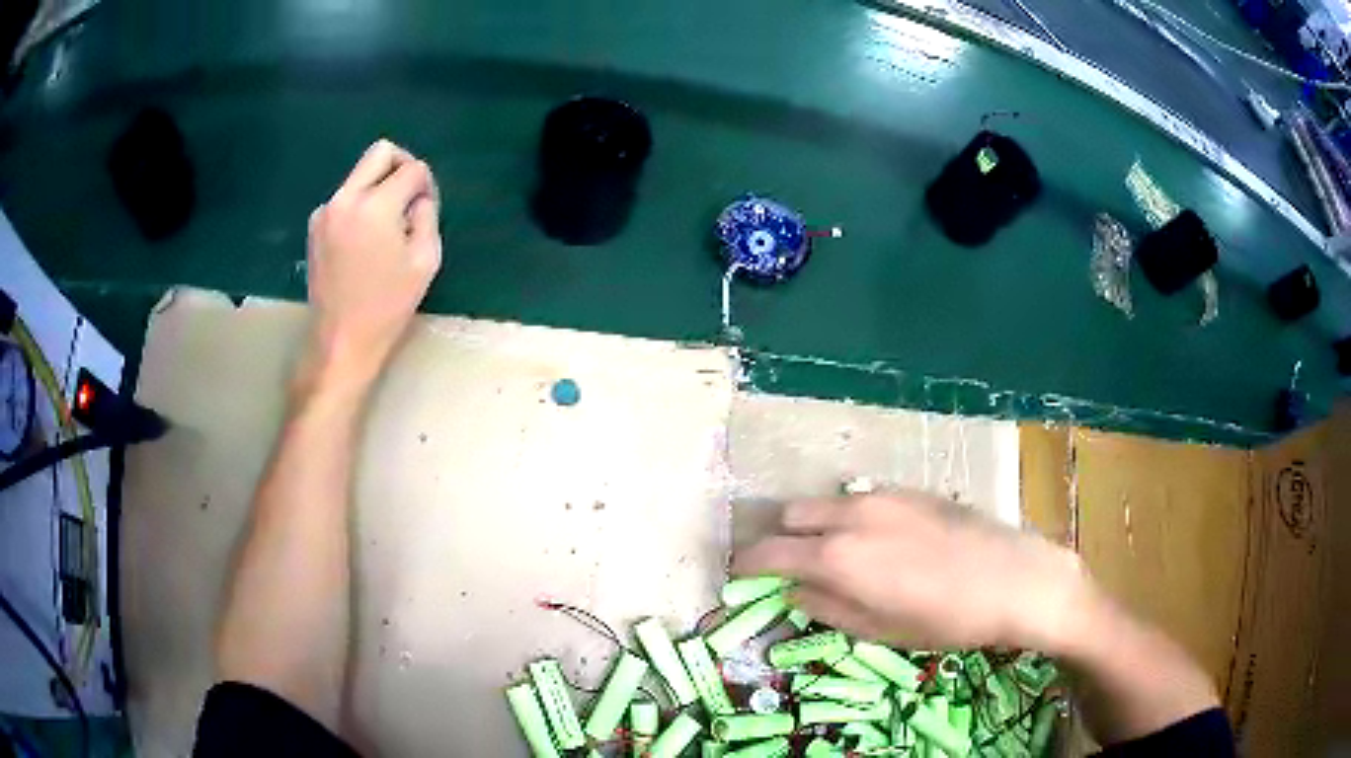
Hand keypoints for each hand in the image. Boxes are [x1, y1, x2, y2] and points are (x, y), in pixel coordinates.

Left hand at [302, 139, 442, 392]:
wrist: (341, 338)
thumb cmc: (387, 305)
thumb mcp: (425, 260)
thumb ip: (427, 216)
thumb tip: (418, 197)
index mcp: (375, 206)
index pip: (411, 169)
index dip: (426, 184)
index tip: (426, 209)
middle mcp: (346, 198)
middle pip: (380, 152)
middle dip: (402, 165)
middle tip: (410, 194)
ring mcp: (326, 210)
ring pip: (360, 173)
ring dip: (379, 186)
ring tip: (386, 225)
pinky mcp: (315, 225)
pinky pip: (345, 197)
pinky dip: (360, 204)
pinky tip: (364, 238)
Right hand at [733, 491, 1096, 652]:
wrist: (1015, 578)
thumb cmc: (947, 618)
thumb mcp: (881, 630)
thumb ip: (828, 609)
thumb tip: (795, 594)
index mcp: (839, 556)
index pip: (771, 552)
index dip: (749, 564)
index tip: (740, 575)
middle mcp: (852, 516)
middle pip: (791, 514)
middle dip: (781, 540)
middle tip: (791, 568)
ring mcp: (883, 497)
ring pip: (826, 502)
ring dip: (816, 525)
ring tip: (837, 556)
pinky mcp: (911, 491)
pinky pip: (861, 499)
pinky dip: (850, 517)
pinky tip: (879, 542)